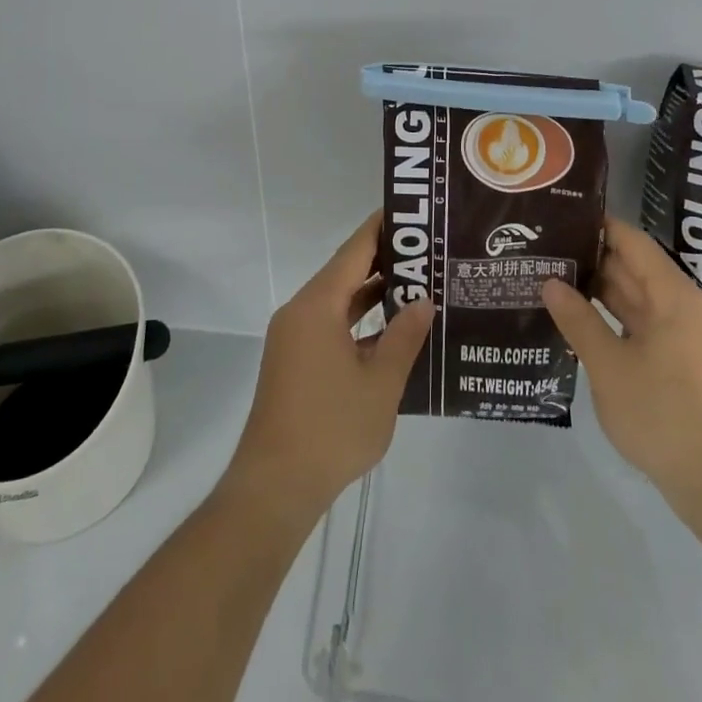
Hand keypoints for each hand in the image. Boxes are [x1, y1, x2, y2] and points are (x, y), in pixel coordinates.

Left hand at [222, 211, 433, 525]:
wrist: (274, 488)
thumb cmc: (331, 429)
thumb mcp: (381, 383)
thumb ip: (405, 336)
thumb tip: (424, 300)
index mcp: (317, 305)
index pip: (354, 250)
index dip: (382, 228)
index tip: (411, 214)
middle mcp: (300, 311)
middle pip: (345, 271)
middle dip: (384, 260)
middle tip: (426, 251)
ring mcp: (294, 337)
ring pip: (337, 300)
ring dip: (372, 292)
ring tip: (417, 283)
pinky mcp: (294, 361)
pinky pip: (329, 324)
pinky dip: (357, 320)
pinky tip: (390, 329)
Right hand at [543, 218, 701, 506]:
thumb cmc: (664, 415)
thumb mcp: (609, 366)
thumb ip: (579, 320)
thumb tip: (551, 283)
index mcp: (673, 296)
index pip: (632, 242)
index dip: (599, 226)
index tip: (562, 218)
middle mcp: (685, 308)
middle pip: (636, 269)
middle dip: (593, 260)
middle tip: (548, 251)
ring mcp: (688, 339)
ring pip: (640, 300)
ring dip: (602, 293)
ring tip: (556, 281)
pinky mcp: (686, 366)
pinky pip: (646, 327)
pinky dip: (616, 320)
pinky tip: (584, 324)